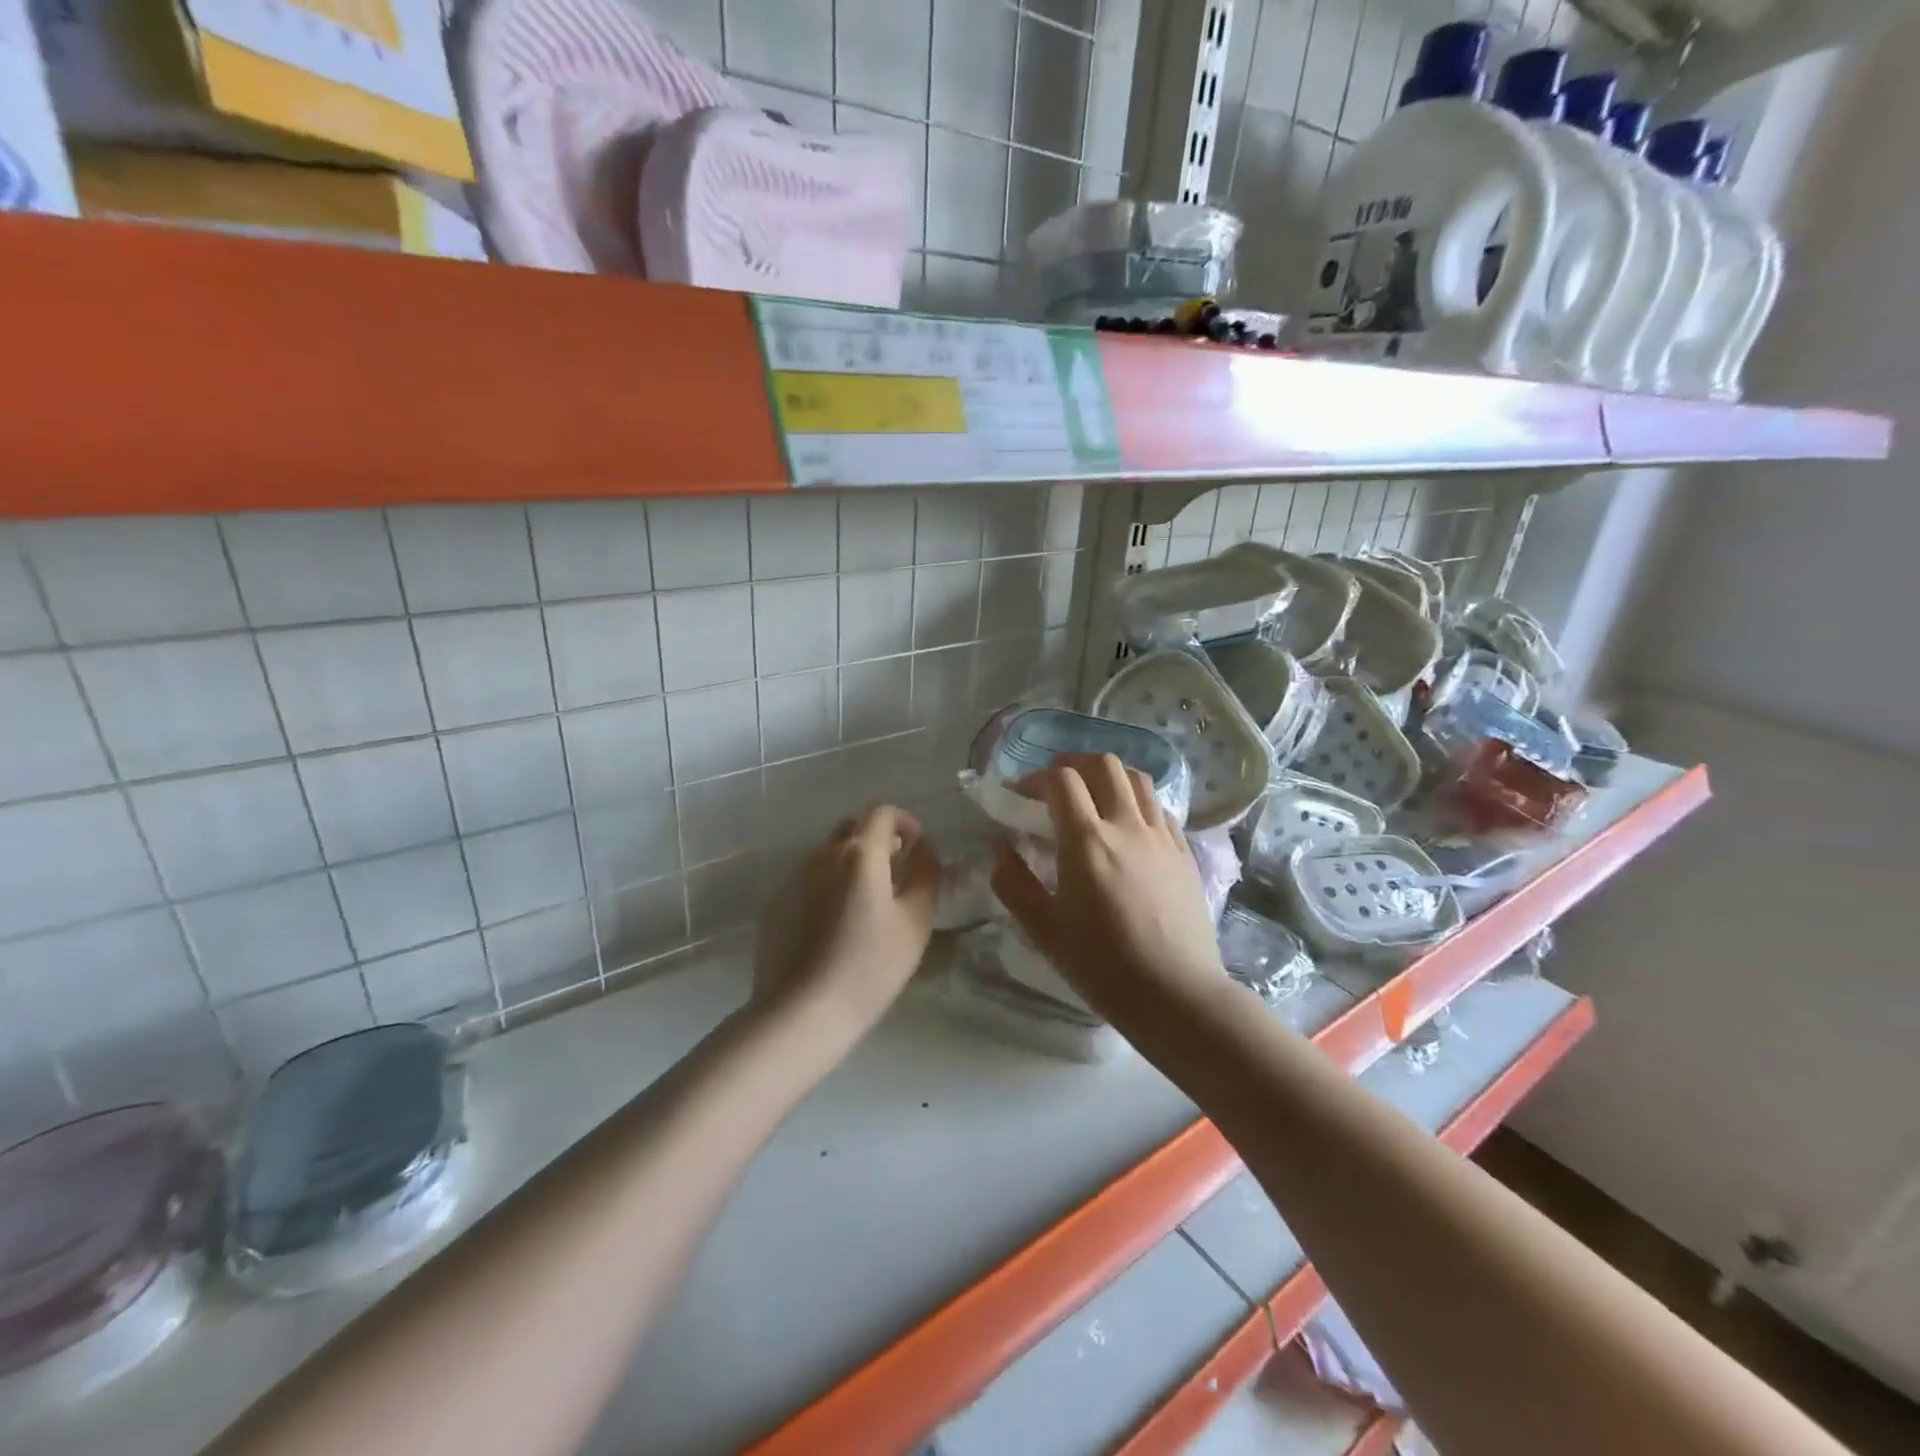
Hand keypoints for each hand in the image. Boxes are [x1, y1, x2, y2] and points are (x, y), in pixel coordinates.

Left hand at [754, 805, 940, 1038]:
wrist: (799, 1012)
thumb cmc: (868, 967)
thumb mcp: (915, 922)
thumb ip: (926, 876)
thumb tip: (925, 850)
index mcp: (859, 854)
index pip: (881, 813)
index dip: (903, 820)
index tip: (917, 842)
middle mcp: (822, 856)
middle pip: (851, 828)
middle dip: (877, 838)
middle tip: (896, 867)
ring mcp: (793, 880)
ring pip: (828, 854)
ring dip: (851, 862)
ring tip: (868, 899)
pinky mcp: (776, 906)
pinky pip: (809, 881)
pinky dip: (829, 885)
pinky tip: (836, 924)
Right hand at [991, 754, 1228, 1024]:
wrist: (1177, 995)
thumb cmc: (1104, 966)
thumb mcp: (1045, 931)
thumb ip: (1014, 884)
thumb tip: (1001, 848)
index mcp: (1087, 842)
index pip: (1061, 781)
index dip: (1035, 778)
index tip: (1021, 796)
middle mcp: (1127, 826)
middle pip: (1103, 765)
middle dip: (1073, 764)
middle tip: (1055, 785)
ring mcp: (1162, 836)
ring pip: (1137, 779)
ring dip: (1108, 776)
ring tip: (1092, 796)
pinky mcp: (1184, 852)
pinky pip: (1159, 808)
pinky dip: (1136, 801)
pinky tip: (1127, 826)